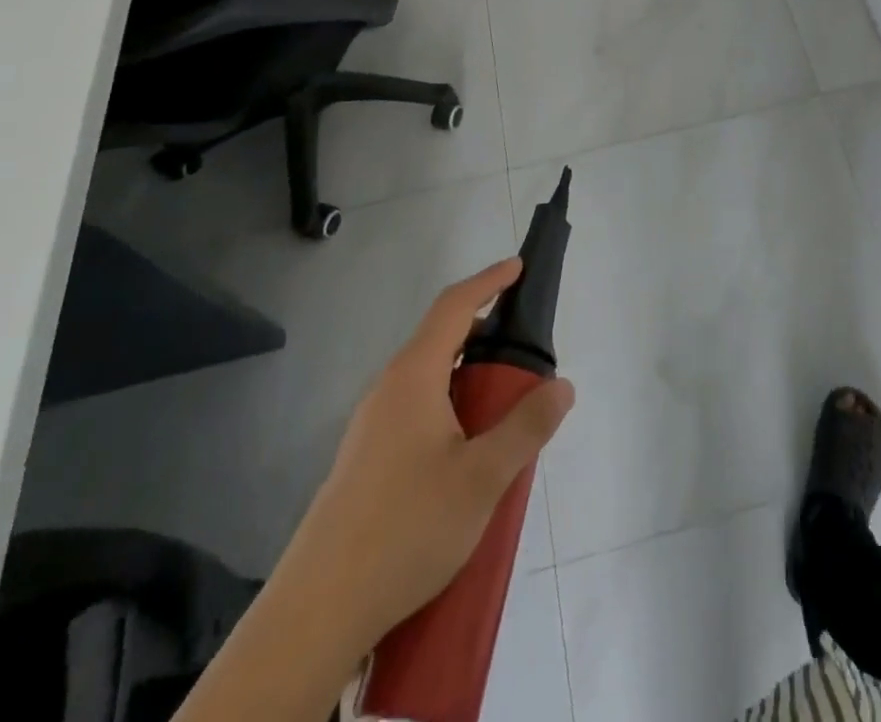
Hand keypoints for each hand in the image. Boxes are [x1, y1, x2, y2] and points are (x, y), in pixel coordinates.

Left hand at [297, 259, 575, 649]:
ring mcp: (371, 425)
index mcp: (414, 376)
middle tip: (525, 355)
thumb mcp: (482, 478)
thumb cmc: (406, 528)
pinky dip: (451, 406)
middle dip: (485, 334)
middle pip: (440, 339)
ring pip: (429, 378)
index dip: (488, 281)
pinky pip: (416, 409)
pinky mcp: (365, 459)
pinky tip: (467, 453)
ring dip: (469, 377)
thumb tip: (563, 386)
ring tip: (504, 408)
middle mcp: (388, 389)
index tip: (518, 268)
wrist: (317, 611)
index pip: (454, 306)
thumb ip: (527, 427)